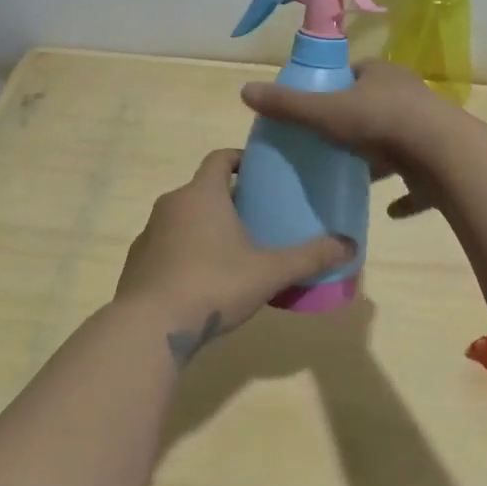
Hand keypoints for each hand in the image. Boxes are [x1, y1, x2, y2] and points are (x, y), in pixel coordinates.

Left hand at [115, 149, 355, 363]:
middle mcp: (171, 204)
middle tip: (257, 219)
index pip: (220, 158)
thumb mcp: (269, 272)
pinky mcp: (137, 262)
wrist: (149, 327)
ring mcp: (149, 233)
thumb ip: (309, 257)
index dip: (240, 160)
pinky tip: (202, 281)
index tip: (259, 173)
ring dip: (205, 227)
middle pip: (203, 190)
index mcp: (202, 194)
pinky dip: (185, 253)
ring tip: (232, 252)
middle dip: (229, 200)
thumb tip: (350, 245)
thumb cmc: (212, 284)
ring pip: (183, 218)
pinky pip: (167, 246)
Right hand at [240, 62, 458, 218]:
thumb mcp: (325, 111)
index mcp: (383, 75)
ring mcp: (427, 131)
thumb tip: (244, 90)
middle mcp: (409, 97)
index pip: (356, 73)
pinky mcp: (439, 164)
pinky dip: (404, 196)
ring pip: (398, 143)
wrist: (441, 155)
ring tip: (352, 176)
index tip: (316, 105)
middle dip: (355, 124)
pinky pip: (418, 181)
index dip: (336, 86)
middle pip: (376, 107)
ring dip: (380, 160)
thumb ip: (287, 105)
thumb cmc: (380, 122)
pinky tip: (387, 211)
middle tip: (328, 144)